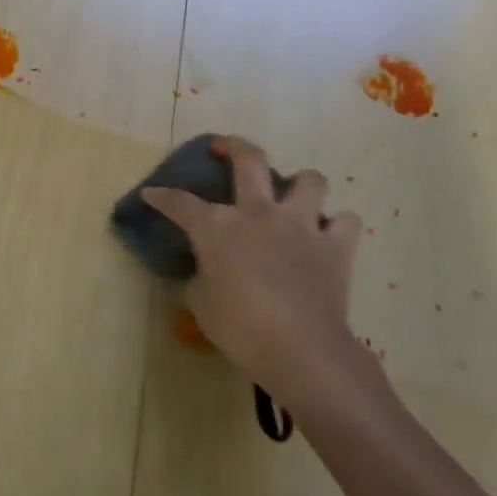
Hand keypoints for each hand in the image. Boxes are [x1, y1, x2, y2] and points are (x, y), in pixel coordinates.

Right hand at [142, 136, 364, 406]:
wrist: (299, 349)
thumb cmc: (239, 328)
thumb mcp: (201, 303)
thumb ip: (203, 276)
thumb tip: (211, 270)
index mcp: (217, 226)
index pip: (179, 202)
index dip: (161, 197)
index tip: (150, 195)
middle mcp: (259, 212)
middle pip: (249, 159)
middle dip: (233, 146)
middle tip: (224, 148)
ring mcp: (301, 225)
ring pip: (310, 180)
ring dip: (301, 184)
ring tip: (293, 197)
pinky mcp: (335, 247)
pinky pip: (346, 222)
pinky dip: (337, 226)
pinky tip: (327, 236)